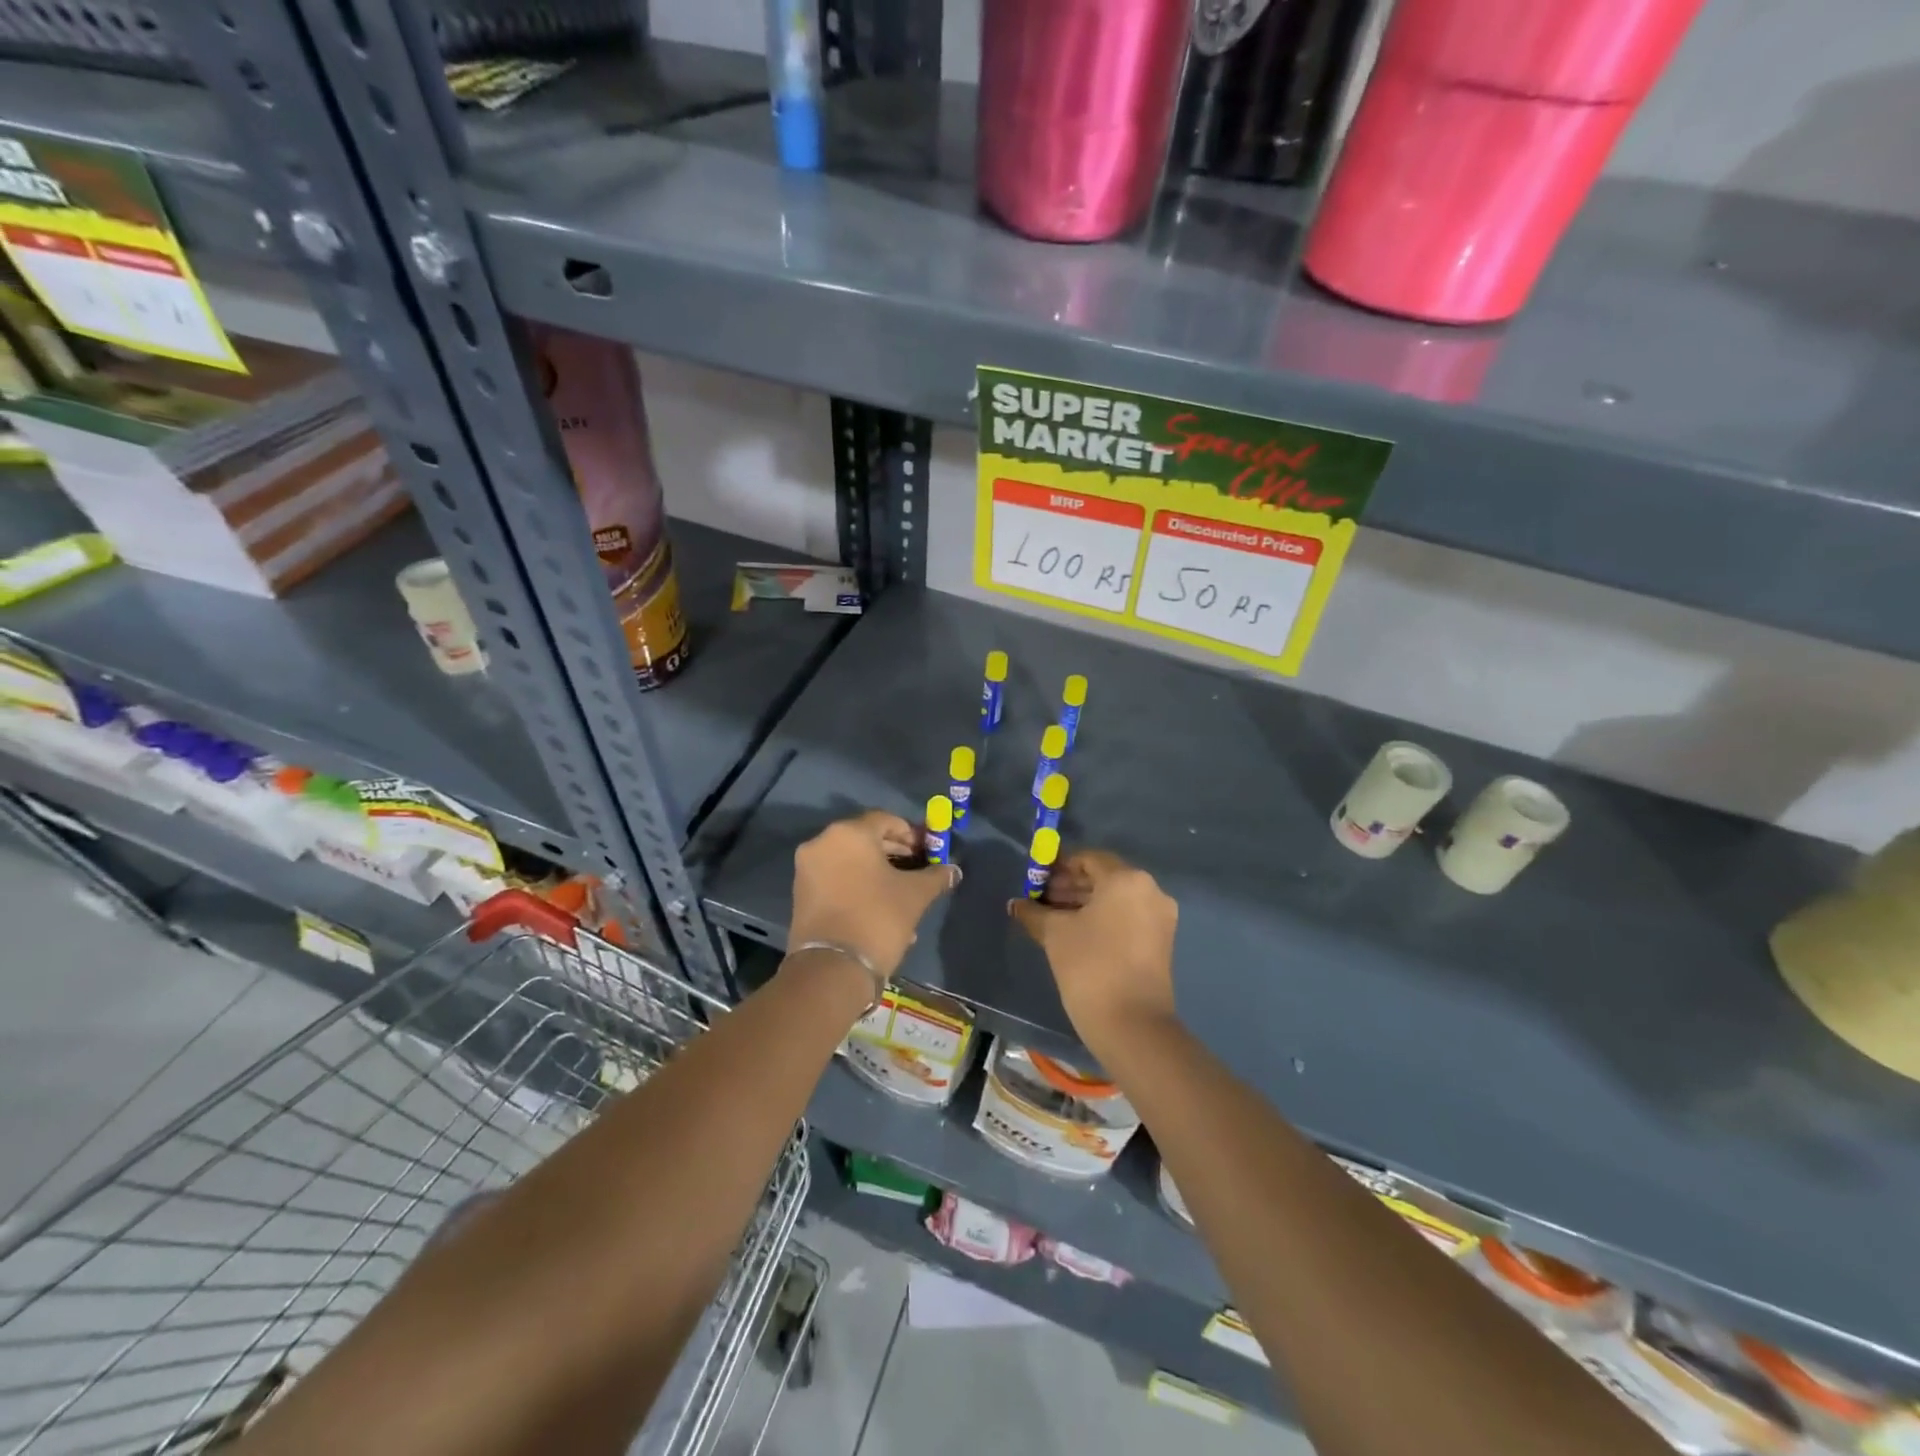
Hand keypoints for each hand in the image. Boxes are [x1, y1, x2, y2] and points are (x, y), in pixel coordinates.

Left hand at [789, 811, 958, 977]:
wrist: (832, 968)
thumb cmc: (878, 918)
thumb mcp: (915, 895)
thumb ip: (936, 876)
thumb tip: (954, 870)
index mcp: (849, 833)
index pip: (886, 820)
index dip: (911, 833)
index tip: (928, 851)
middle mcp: (822, 843)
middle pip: (866, 838)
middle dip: (895, 852)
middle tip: (918, 868)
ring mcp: (807, 869)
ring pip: (851, 861)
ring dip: (878, 871)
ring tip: (903, 893)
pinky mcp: (801, 893)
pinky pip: (837, 878)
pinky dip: (858, 885)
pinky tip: (881, 907)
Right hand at [1009, 850, 1177, 1052]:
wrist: (1132, 1025)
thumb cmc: (1089, 966)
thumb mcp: (1055, 934)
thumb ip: (1034, 911)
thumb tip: (1016, 904)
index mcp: (1126, 879)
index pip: (1087, 859)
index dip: (1058, 866)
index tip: (1035, 881)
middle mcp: (1149, 890)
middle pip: (1103, 877)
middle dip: (1070, 885)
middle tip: (1040, 900)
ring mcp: (1160, 917)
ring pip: (1115, 899)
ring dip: (1084, 903)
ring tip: (1052, 918)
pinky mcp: (1161, 941)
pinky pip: (1127, 917)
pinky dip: (1102, 918)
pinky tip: (1075, 933)